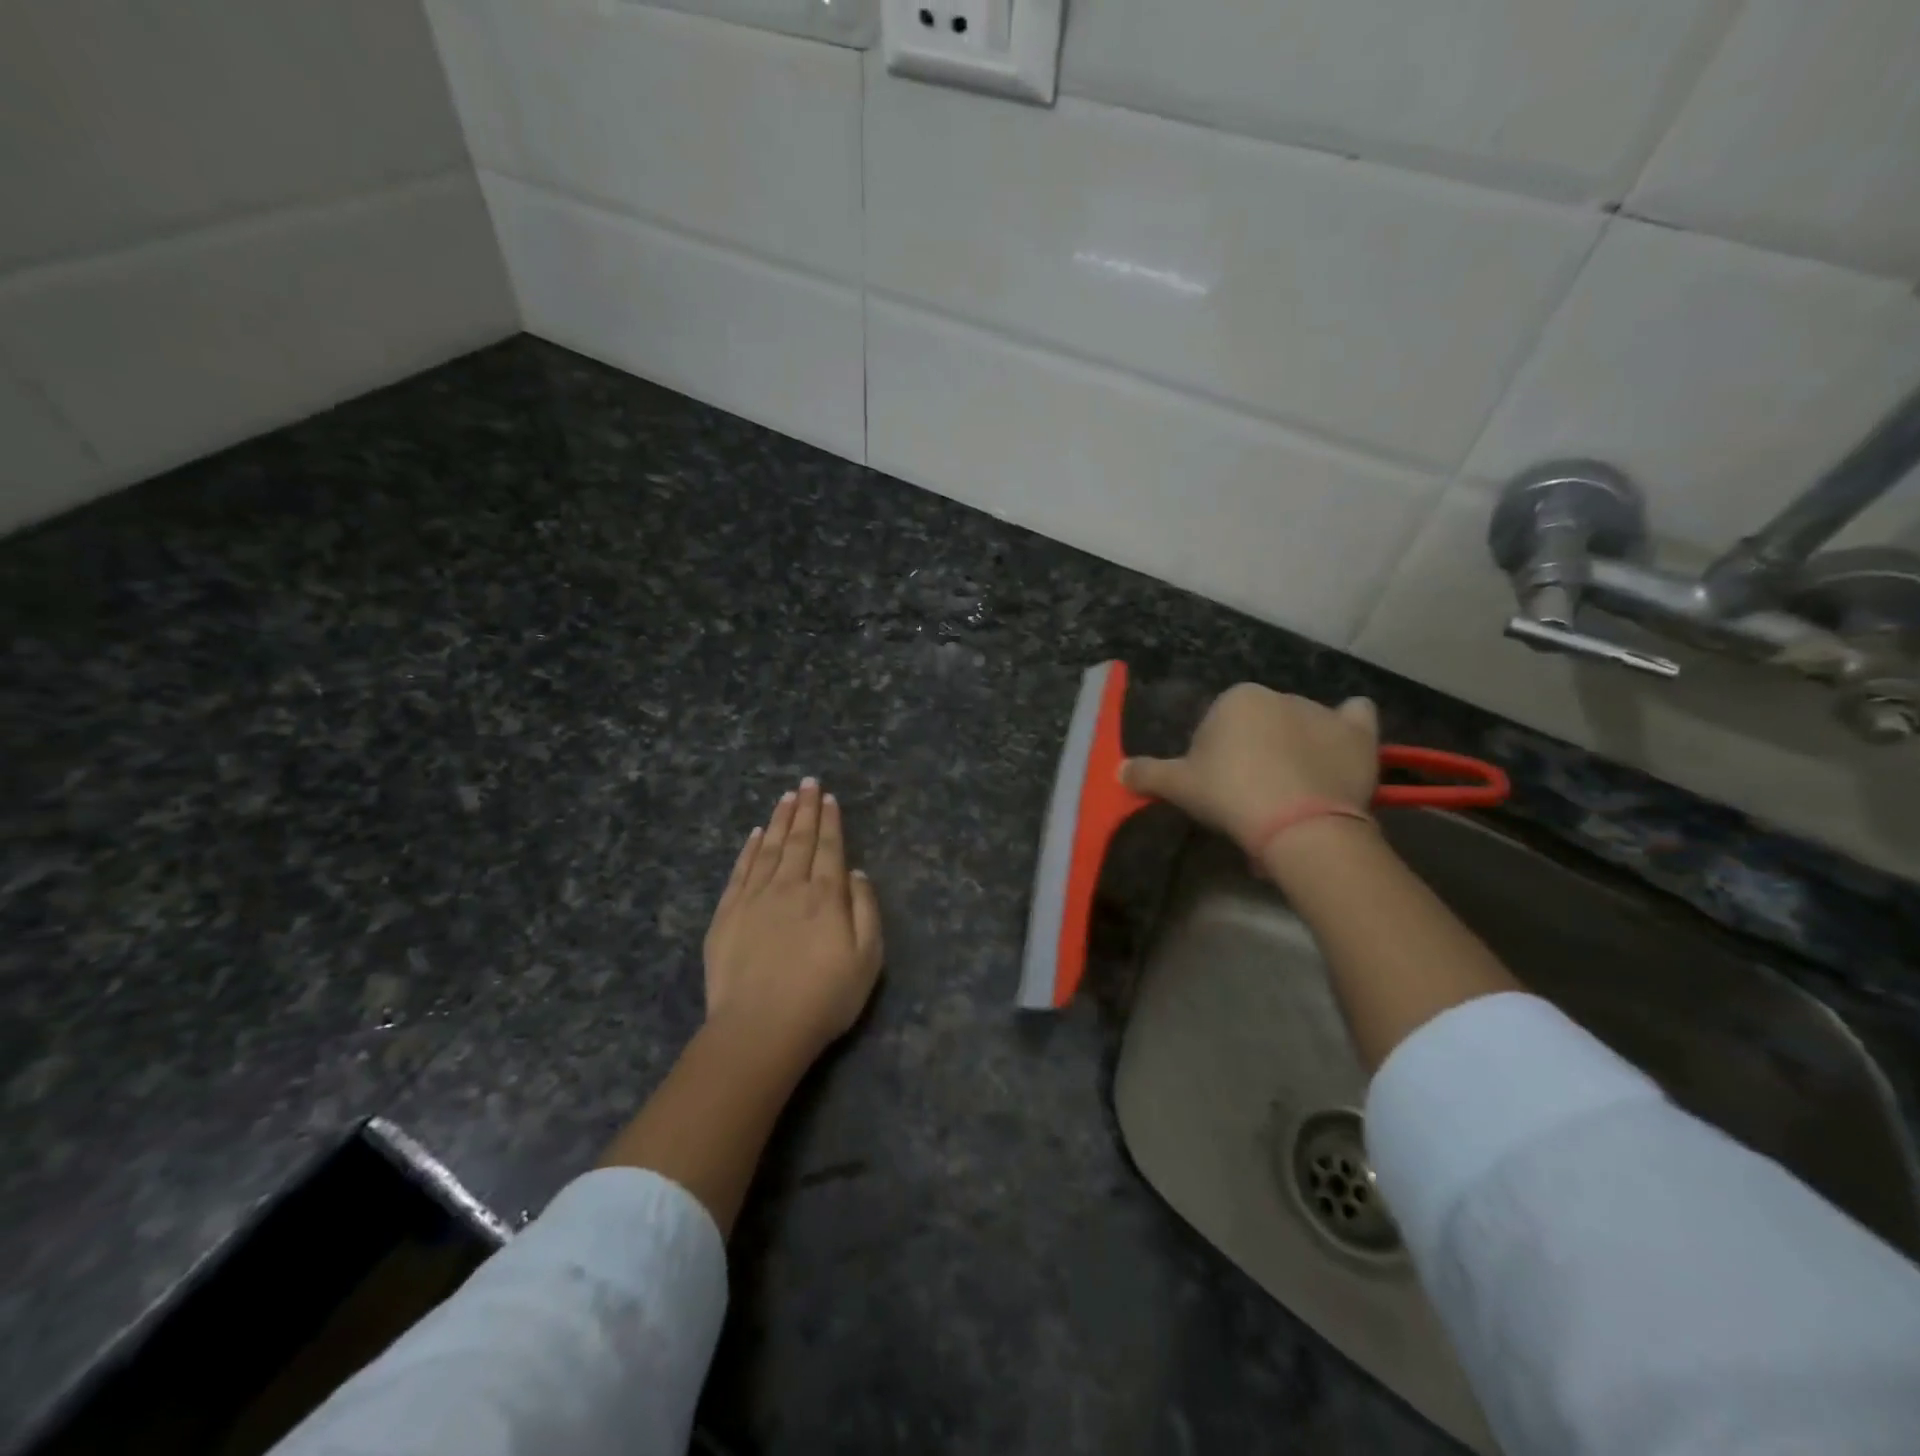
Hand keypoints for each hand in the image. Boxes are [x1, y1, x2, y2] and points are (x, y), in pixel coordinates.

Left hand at [703, 779, 883, 1062]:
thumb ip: (865, 909)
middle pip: (799, 840)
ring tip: (786, 797)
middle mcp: (790, 886)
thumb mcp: (867, 958)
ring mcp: (754, 897)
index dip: (830, 821)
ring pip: (770, 848)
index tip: (828, 797)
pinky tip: (755, 833)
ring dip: (780, 820)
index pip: (829, 847)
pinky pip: (741, 870)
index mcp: (826, 895)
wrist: (760, 1028)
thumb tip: (855, 872)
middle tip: (807, 782)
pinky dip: (749, 848)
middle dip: (805, 809)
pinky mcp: (727, 914)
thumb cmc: (824, 997)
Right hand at [1121, 685, 1379, 850]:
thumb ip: (1147, 774)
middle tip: (1251, 793)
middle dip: (1255, 750)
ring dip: (1296, 747)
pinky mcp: (1358, 735)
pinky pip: (1355, 718)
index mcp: (1236, 699)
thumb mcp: (1179, 787)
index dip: (1214, 755)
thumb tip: (1118, 770)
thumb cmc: (1231, 795)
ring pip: (1302, 725)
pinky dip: (1348, 727)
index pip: (1217, 724)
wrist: (1298, 824)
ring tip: (1293, 792)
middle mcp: (1280, 695)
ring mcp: (1323, 713)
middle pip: (1260, 723)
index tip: (1217, 786)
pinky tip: (1340, 747)